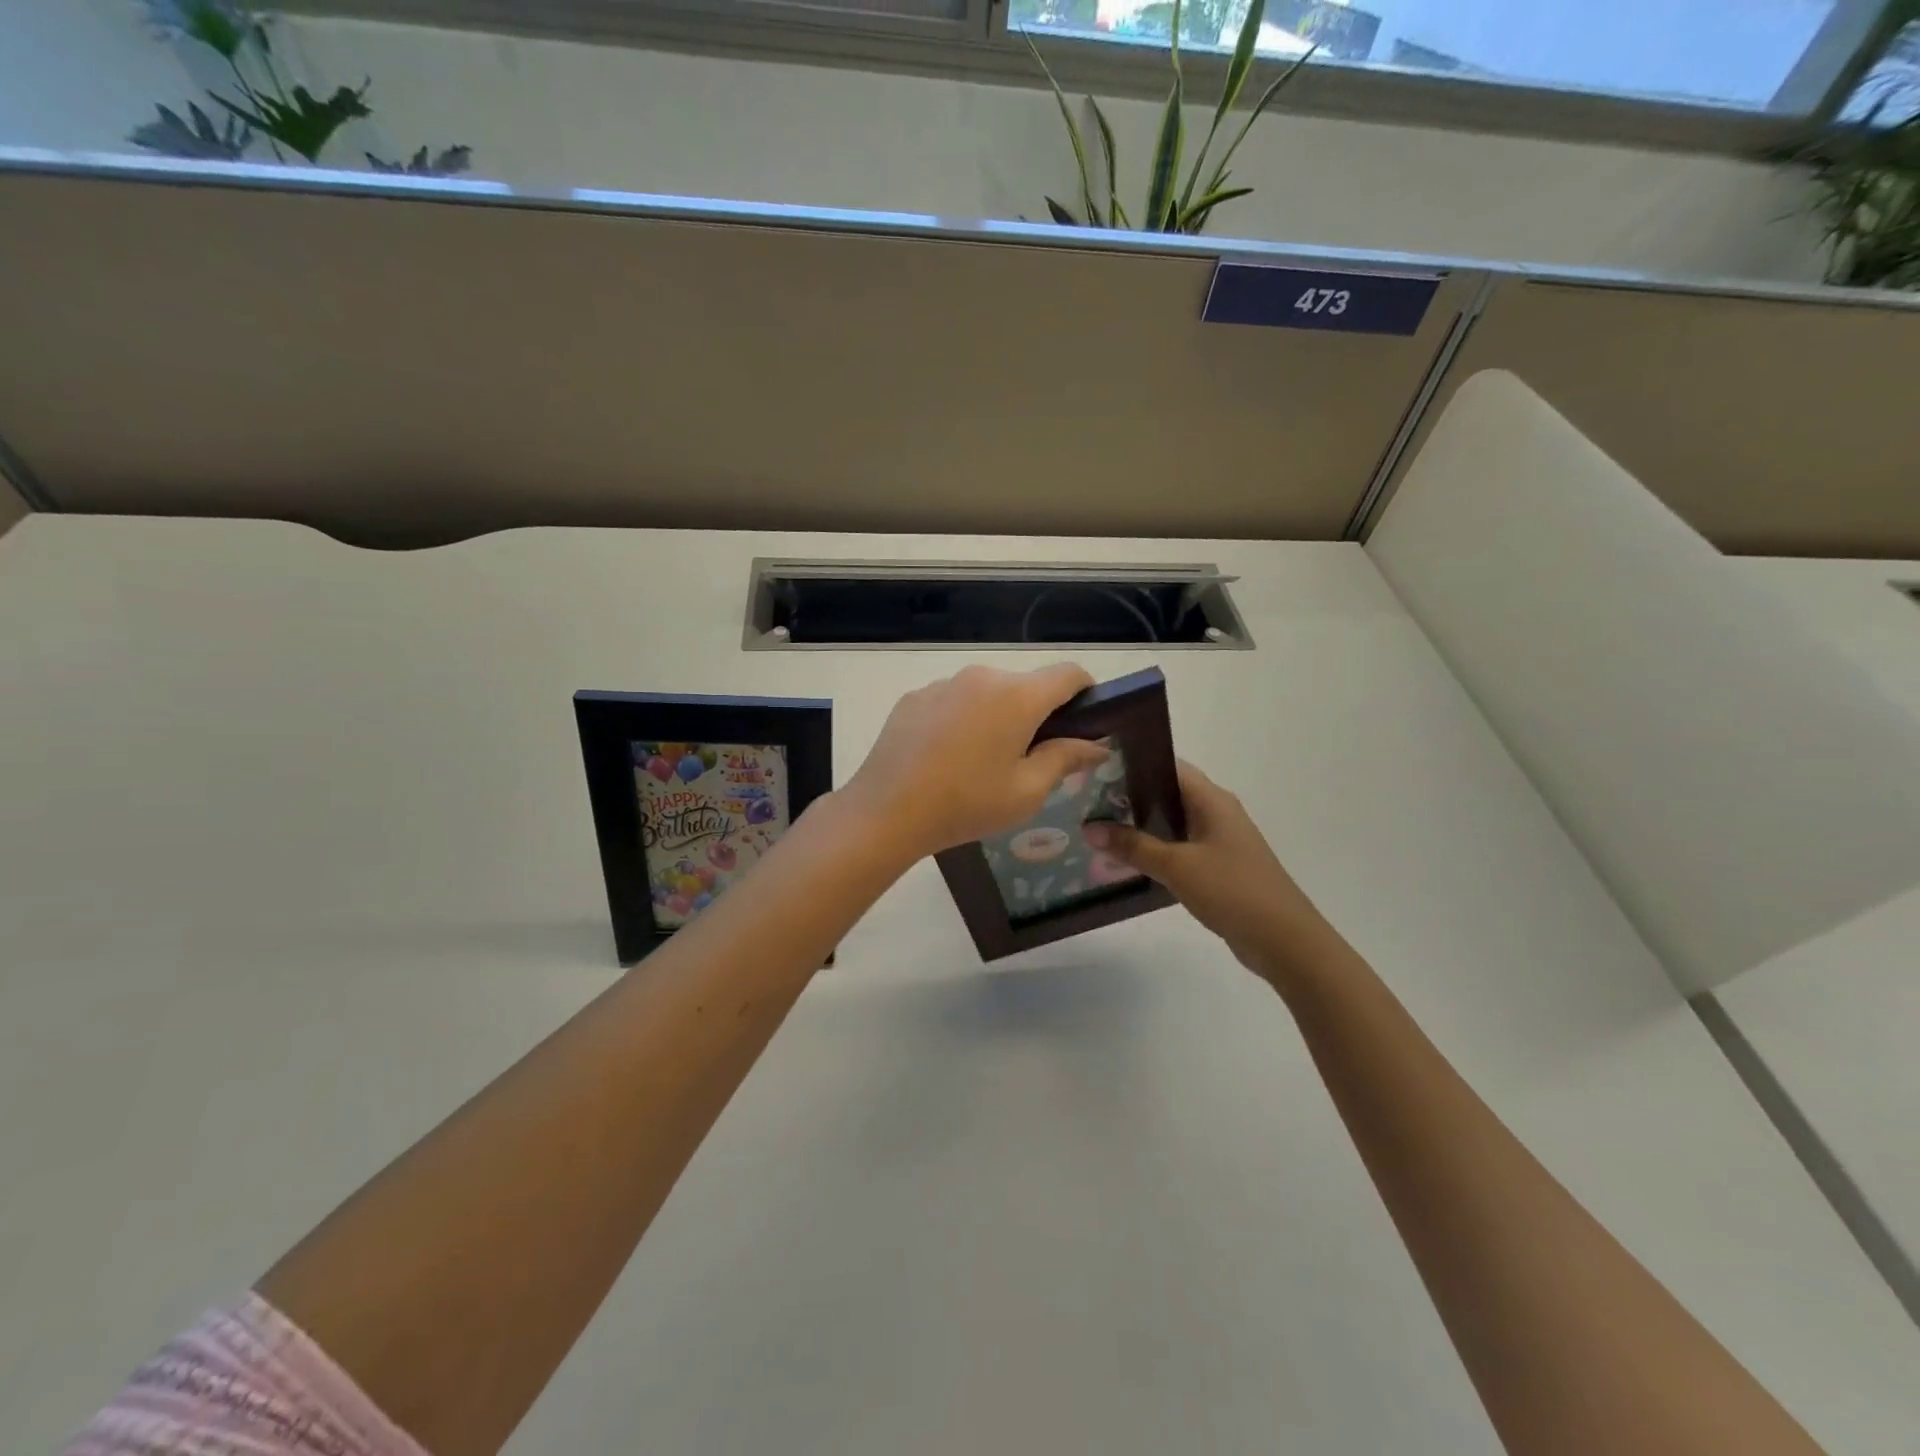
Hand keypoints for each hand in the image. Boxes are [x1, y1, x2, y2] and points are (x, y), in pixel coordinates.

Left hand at [846, 664, 1111, 860]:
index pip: (1069, 674)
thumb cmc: (967, 803)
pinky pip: (954, 700)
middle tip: (1029, 759)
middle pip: (1026, 685)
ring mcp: (944, 684)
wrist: (887, 810)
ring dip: (997, 716)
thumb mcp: (1027, 791)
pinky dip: (963, 720)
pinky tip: (947, 757)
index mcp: (1018, 696)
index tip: (1083, 722)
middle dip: (1037, 714)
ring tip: (981, 762)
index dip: (1086, 693)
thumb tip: (1097, 745)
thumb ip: (1066, 759)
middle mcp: (982, 677)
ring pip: (987, 693)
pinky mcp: (915, 697)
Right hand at [1084, 760, 1327, 978]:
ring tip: (1099, 828)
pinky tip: (1128, 860)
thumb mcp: (1176, 866)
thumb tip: (1089, 828)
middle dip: (1130, 796)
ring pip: (1172, 823)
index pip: (1168, 767)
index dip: (1133, 764)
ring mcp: (1219, 841)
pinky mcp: (1219, 867)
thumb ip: (1132, 846)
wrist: (1284, 940)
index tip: (1096, 770)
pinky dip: (1155, 849)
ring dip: (1140, 826)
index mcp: (1212, 800)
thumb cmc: (1232, 890)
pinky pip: (1180, 848)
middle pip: (1167, 794)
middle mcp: (1216, 812)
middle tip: (1088, 802)